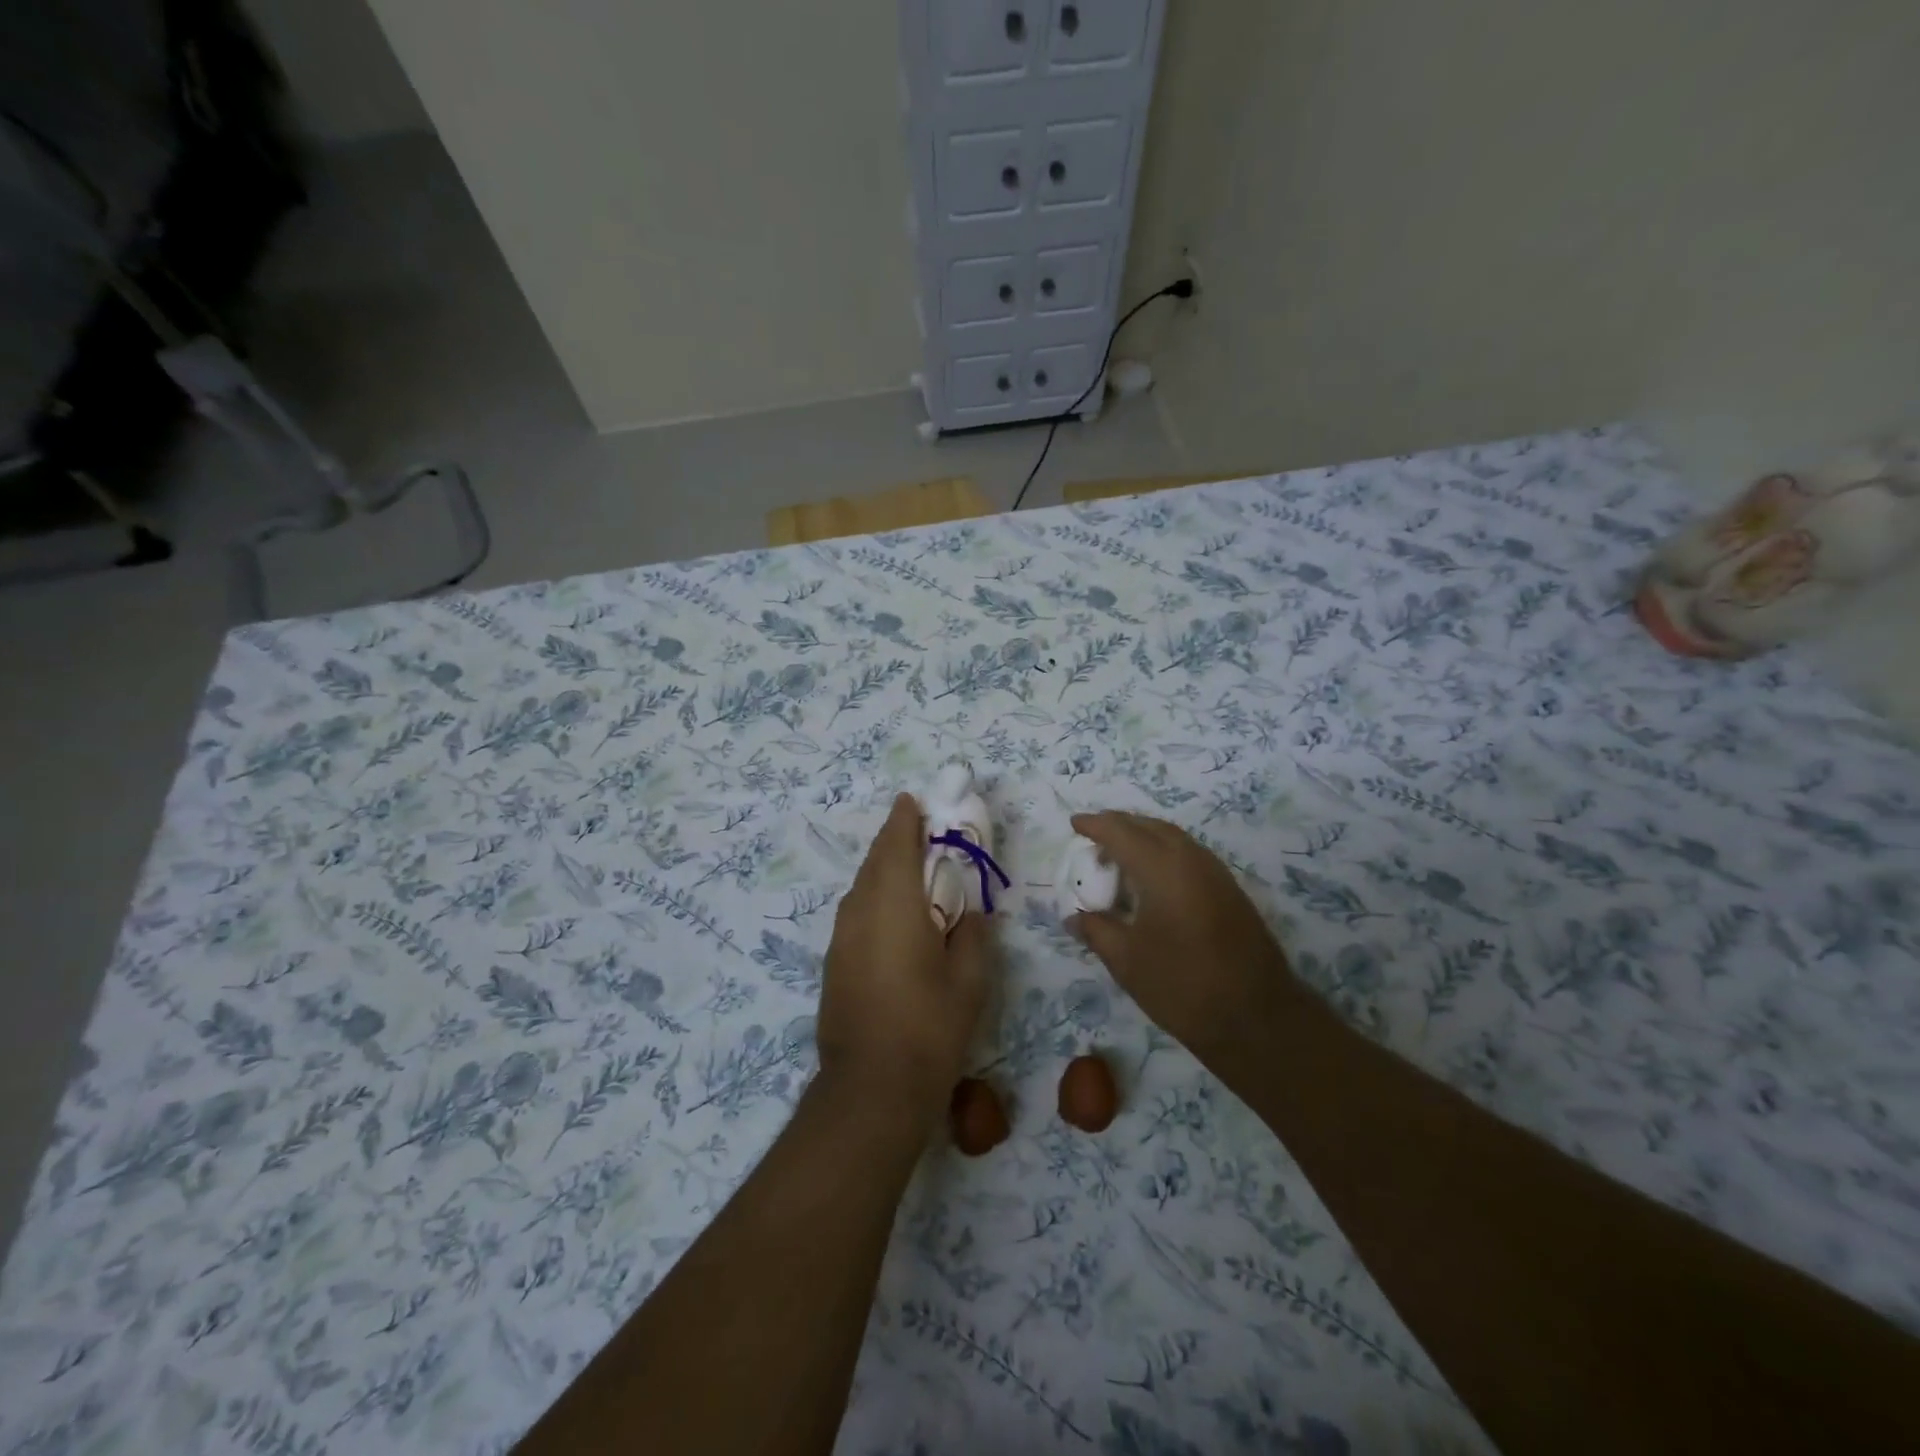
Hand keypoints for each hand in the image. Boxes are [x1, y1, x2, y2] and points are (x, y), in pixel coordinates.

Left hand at [817, 794, 996, 1123]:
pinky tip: (894, 918)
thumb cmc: (929, 1027)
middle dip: (895, 840)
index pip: (895, 843)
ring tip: (911, 873)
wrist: (871, 1088)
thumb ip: (973, 935)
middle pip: (874, 860)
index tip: (916, 801)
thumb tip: (970, 914)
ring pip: (861, 887)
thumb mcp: (970, 980)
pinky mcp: (833, 962)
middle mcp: (859, 910)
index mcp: (893, 903)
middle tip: (922, 833)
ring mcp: (840, 937)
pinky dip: (875, 899)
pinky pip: (856, 913)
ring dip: (883, 870)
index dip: (905, 818)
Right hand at [1067, 811, 1294, 1055]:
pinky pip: (1189, 854)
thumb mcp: (1127, 961)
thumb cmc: (1183, 986)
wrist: (1258, 1018)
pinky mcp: (1229, 890)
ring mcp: (1216, 873)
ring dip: (1144, 836)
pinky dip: (1163, 852)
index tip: (1075, 823)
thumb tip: (1073, 917)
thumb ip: (1096, 931)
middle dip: (1120, 825)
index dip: (1096, 825)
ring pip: (1173, 838)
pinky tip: (1151, 877)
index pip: (1121, 832)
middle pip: (1150, 826)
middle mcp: (1191, 859)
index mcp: (1162, 868)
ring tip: (1118, 854)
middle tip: (1094, 835)